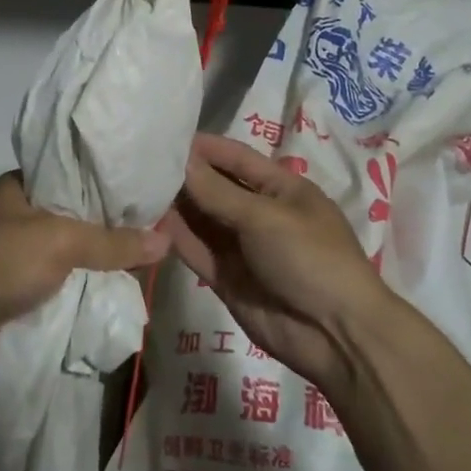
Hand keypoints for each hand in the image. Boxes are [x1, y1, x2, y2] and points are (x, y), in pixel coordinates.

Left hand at [0, 172, 169, 372]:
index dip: (105, 180)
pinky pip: (59, 278)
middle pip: (73, 213)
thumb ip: (112, 241)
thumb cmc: (0, 260)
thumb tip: (167, 240)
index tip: (142, 189)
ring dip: (95, 256)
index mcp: (20, 186)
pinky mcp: (15, 286)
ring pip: (67, 249)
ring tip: (143, 254)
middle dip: (106, 223)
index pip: (71, 173)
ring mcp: (14, 251)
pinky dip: (81, 281)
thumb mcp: (61, 240)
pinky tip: (114, 283)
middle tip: (152, 225)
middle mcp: (16, 213)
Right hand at [161, 134, 395, 390]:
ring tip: (134, 188)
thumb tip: (180, 159)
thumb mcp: (264, 217)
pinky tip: (147, 223)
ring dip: (174, 206)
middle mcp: (259, 213)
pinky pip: (196, 251)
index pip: (236, 158)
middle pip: (215, 188)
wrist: (336, 335)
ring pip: (201, 220)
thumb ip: (217, 191)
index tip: (164, 135)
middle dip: (183, 176)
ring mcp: (242, 248)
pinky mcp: (226, 278)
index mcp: (281, 189)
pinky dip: (175, 238)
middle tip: (137, 163)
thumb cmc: (310, 258)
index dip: (204, 147)